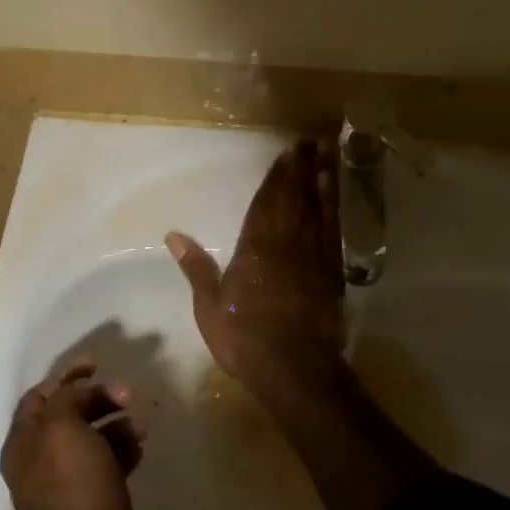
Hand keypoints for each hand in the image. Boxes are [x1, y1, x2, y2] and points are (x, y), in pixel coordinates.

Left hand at [1, 362, 145, 509]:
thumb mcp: (63, 428)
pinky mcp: (91, 506)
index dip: (66, 376)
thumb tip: (78, 393)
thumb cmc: (75, 488)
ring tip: (141, 425)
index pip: (39, 396)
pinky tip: (141, 449)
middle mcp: (38, 463)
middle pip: (68, 415)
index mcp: (23, 444)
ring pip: (90, 440)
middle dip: (98, 399)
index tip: (98, 364)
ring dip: (116, 424)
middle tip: (129, 394)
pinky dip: (122, 452)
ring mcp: (64, 487)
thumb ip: (66, 399)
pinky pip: (106, 466)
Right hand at [166, 138, 345, 396]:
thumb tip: (173, 235)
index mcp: (255, 249)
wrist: (296, 370)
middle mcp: (286, 244)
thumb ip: (196, 269)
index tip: (287, 152)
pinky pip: (334, 233)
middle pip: (296, 197)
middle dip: (303, 167)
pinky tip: (336, 199)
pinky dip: (335, 211)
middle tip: (313, 139)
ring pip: (320, 209)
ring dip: (325, 180)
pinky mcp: (332, 274)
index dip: (277, 176)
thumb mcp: (209, 307)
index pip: (266, 203)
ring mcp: (313, 257)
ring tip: (330, 154)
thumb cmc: (246, 339)